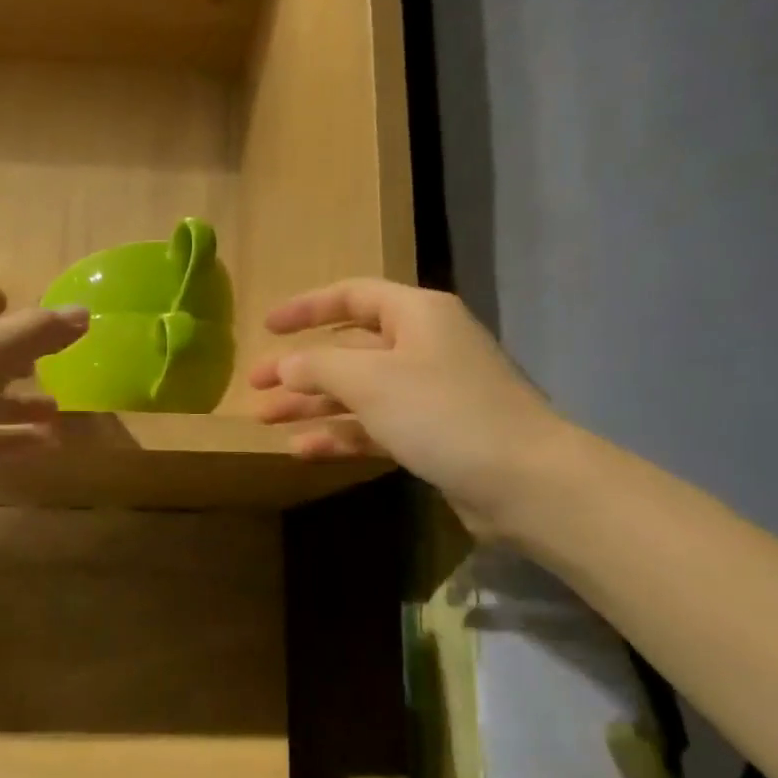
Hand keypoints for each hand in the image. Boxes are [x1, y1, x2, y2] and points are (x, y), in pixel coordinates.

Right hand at [250, 279, 569, 537]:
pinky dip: (340, 434)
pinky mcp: (432, 435)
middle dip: (300, 367)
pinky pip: (374, 426)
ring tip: (266, 420)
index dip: (306, 308)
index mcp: (416, 314)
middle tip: (255, 386)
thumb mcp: (371, 380)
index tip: (266, 326)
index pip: (352, 297)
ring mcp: (429, 393)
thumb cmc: (442, 412)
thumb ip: (319, 366)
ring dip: (312, 404)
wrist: (522, 480)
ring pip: (358, 391)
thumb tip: (285, 365)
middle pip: (349, 349)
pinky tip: (304, 449)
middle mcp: (423, 346)